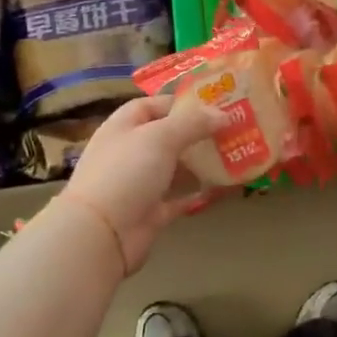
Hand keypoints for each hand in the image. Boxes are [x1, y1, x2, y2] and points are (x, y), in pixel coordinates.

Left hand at [57, 95, 227, 273]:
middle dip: (197, 133)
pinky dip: (199, 192)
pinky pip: (180, 197)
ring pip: (176, 167)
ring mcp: (140, 184)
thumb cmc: (127, 172)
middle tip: (232, 129)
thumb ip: (193, 123)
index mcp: (124, 127)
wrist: (101, 233)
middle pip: (167, 136)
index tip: (213, 105)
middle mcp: (131, 152)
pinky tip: (223, 186)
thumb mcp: (161, 137)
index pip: (152, 106)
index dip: (180, 103)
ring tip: (234, 154)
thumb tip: (223, 114)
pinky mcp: (151, 212)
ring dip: (201, 162)